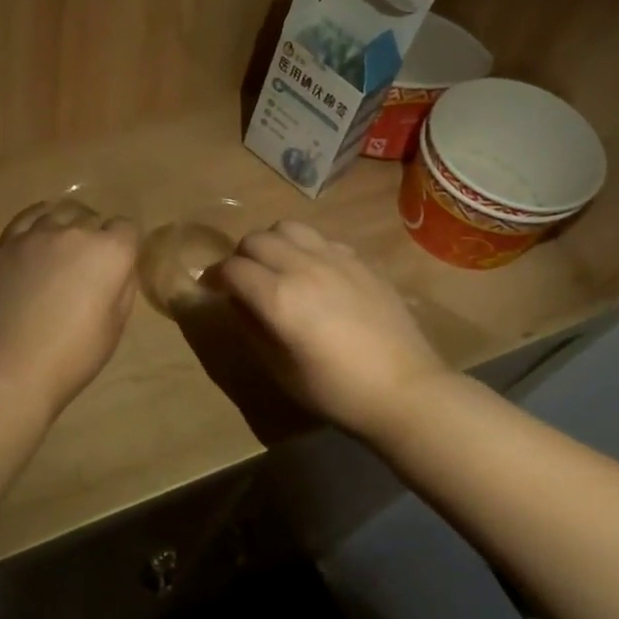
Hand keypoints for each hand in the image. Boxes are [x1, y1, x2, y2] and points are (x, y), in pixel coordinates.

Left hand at [0, 202, 139, 415]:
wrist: (12, 365)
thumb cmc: (74, 354)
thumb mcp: (116, 325)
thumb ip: (122, 286)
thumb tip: (119, 269)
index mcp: (111, 252)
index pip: (127, 228)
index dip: (125, 246)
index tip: (118, 266)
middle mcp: (77, 232)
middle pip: (93, 218)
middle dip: (96, 236)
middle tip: (88, 266)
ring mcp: (38, 233)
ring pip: (61, 212)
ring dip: (68, 226)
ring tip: (62, 250)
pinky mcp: (8, 242)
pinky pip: (29, 216)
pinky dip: (39, 222)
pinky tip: (38, 238)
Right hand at [213, 220, 451, 442]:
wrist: (405, 390)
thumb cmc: (336, 390)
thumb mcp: (280, 369)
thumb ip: (252, 328)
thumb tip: (237, 303)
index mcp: (278, 297)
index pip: (232, 268)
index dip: (215, 277)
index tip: (213, 290)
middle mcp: (303, 267)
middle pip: (256, 239)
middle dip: (241, 257)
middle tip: (244, 281)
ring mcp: (336, 259)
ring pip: (288, 228)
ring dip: (273, 244)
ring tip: (277, 268)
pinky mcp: (361, 261)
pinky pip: (321, 239)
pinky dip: (306, 249)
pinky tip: (315, 274)